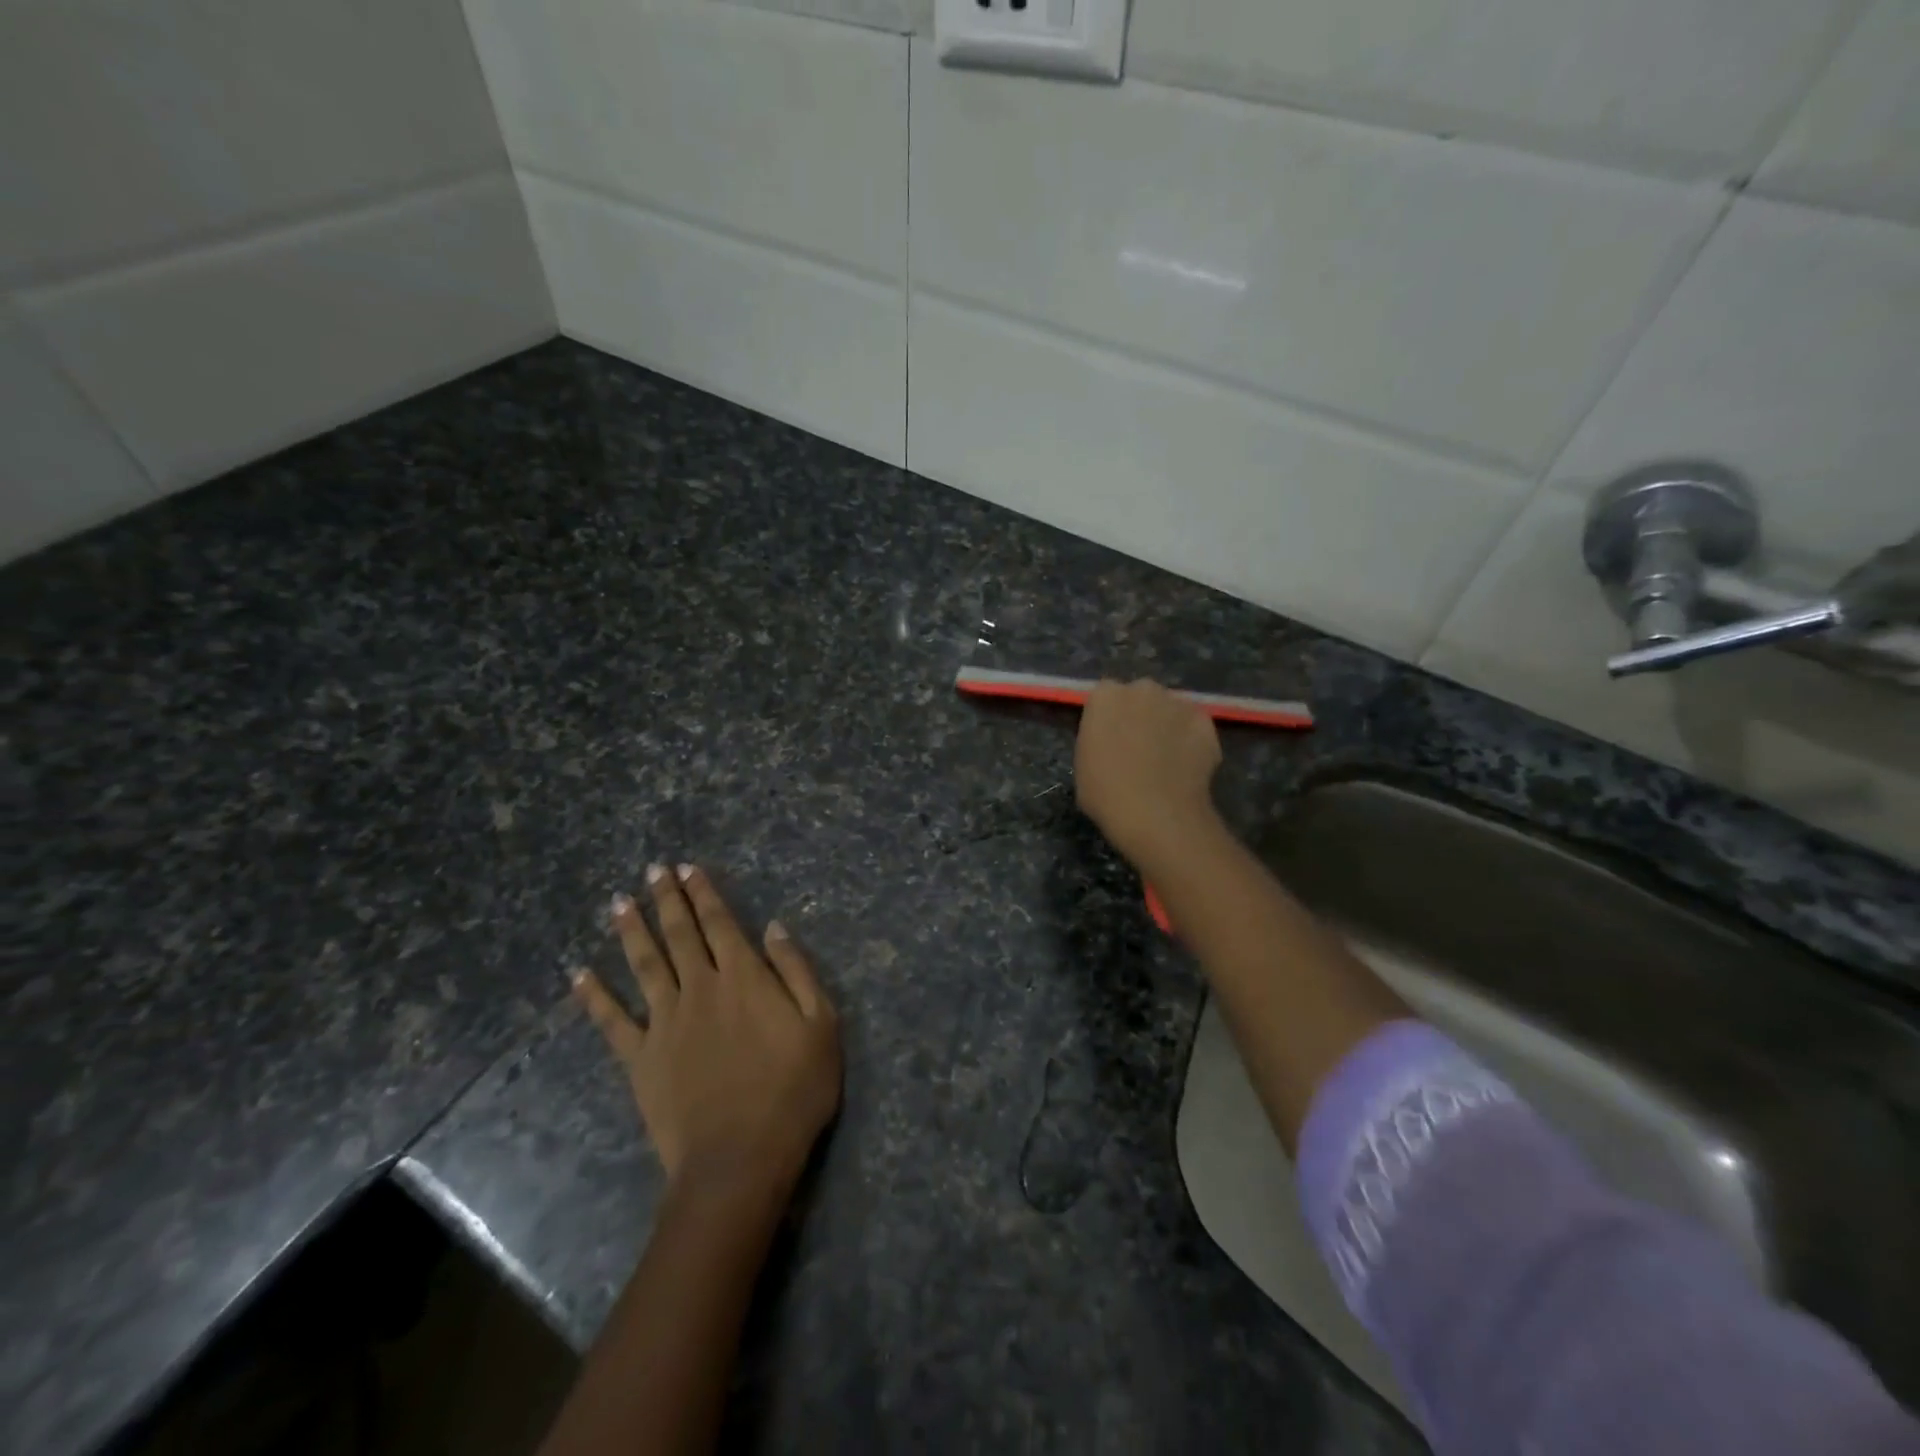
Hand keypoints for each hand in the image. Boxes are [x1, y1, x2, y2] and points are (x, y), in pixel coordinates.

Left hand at [574, 864, 841, 1201]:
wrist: (740, 1159)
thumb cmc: (793, 1091)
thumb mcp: (821, 1025)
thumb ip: (796, 971)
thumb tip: (774, 927)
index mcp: (744, 977)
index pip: (720, 923)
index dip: (704, 893)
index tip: (689, 868)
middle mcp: (700, 988)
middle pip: (680, 934)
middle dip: (667, 900)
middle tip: (653, 870)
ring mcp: (665, 1023)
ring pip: (645, 965)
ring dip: (632, 931)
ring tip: (618, 902)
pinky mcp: (641, 1059)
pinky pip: (612, 1021)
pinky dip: (594, 997)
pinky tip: (579, 975)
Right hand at [1074, 678, 1222, 870]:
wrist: (1155, 813)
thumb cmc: (1105, 793)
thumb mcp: (1083, 763)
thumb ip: (1098, 739)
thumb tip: (1113, 742)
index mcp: (1105, 696)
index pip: (1106, 696)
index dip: (1110, 717)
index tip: (1110, 738)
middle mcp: (1142, 689)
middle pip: (1141, 696)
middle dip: (1141, 714)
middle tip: (1139, 747)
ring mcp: (1178, 703)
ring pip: (1171, 710)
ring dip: (1168, 726)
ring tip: (1167, 760)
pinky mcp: (1206, 721)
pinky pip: (1195, 728)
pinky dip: (1192, 742)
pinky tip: (1186, 768)